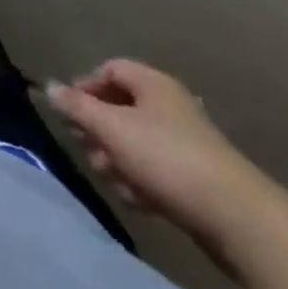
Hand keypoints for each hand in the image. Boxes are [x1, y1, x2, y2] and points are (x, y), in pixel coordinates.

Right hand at [47, 59, 273, 246]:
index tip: (71, 112)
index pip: (109, 70)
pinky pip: (157, 171)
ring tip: (112, 179)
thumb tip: (48, 86)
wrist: (238, 218)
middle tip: (89, 150)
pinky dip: (142, 181)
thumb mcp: (111, 127)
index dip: (85, 87)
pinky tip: (139, 201)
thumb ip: (76, 106)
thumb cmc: (166, 157)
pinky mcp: (197, 179)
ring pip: (136, 143)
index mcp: (152, 84)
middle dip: (99, 131)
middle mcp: (170, 106)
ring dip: (118, 160)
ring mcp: (187, 144)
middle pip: (121, 108)